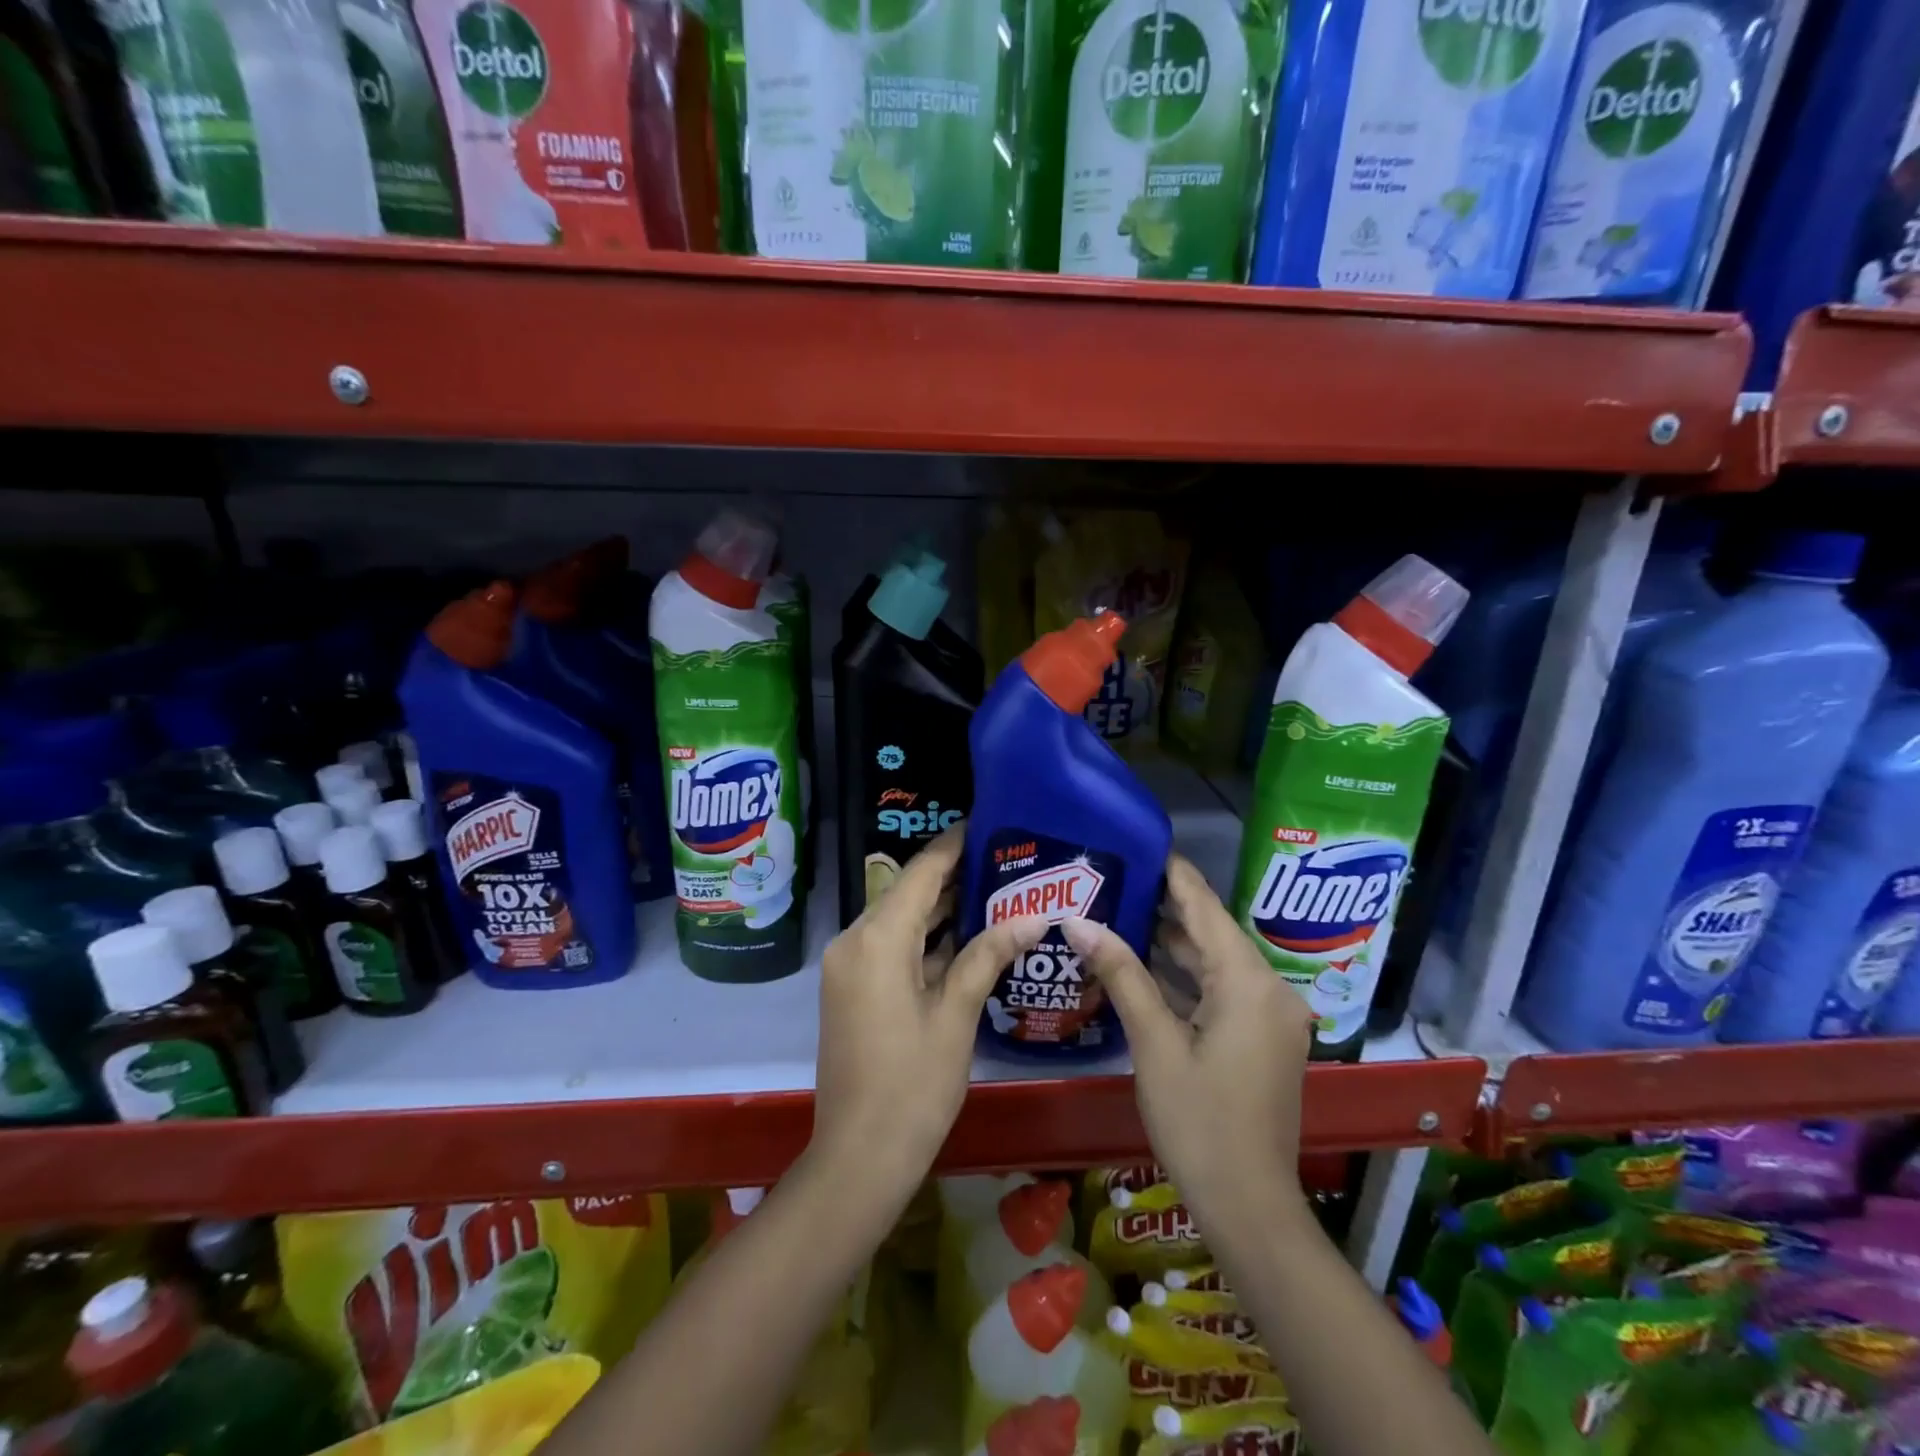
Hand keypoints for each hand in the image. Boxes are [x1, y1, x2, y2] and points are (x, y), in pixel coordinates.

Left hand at [811, 826, 1047, 1205]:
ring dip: (940, 907)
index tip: (986, 823)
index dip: (953, 845)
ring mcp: (849, 965)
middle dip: (953, 874)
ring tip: (994, 887)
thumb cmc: (913, 1087)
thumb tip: (1030, 918)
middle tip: (1004, 859)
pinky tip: (966, 934)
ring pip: (899, 919)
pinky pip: (891, 945)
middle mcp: (854, 941)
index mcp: (878, 939)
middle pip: (908, 892)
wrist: (858, 1157)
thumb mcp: (956, 1016)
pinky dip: (925, 937)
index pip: (921, 872)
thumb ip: (987, 956)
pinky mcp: (852, 987)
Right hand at [1063, 854, 1315, 1232]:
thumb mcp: (1154, 1043)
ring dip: (1173, 943)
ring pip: (1216, 962)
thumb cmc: (1199, 1122)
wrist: (1249, 1207)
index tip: (1136, 842)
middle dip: (1164, 906)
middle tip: (1113, 877)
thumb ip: (1121, 974)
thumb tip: (1078, 921)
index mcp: (1249, 982)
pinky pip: (1222, 990)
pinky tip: (1145, 964)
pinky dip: (1187, 977)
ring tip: (1119, 910)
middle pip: (1211, 931)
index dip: (1172, 872)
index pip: (1205, 906)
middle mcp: (1269, 989)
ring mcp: (1270, 1016)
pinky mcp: (1263, 1038)